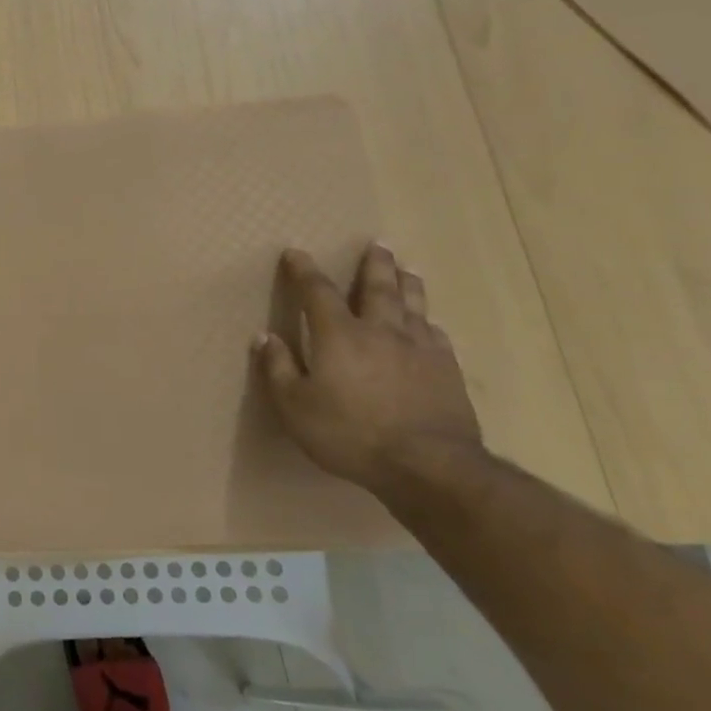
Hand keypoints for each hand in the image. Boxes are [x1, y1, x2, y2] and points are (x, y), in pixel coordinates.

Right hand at [253, 244, 483, 493]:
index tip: (295, 253)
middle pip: (378, 288)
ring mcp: (419, 349)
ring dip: (407, 283)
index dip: (304, 271)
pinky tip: (428, 322)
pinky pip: (436, 334)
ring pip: (413, 304)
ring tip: (407, 268)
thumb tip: (264, 336)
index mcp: (338, 335)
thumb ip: (278, 368)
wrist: (428, 466)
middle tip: (376, 244)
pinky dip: (427, 320)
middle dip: (374, 264)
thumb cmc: (349, 434)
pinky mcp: (447, 370)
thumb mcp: (295, 406)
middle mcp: (381, 331)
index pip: (317, 292)